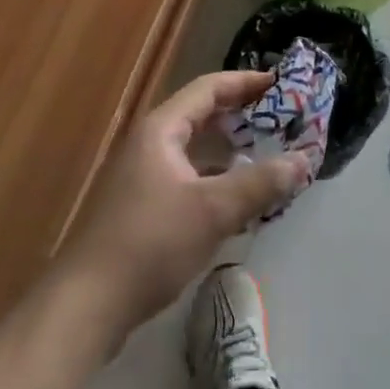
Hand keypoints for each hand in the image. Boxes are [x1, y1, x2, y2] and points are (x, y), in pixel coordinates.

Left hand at [56, 70, 309, 342]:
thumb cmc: (150, 244)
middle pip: (201, 116)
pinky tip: (237, 200)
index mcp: (161, 130)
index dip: (245, 82)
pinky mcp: (141, 209)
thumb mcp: (213, 211)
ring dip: (229, 150)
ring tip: (267, 155)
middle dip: (241, 115)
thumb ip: (260, 183)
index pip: (208, 89)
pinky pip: (187, 178)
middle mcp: (149, 145)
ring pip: (194, 150)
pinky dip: (215, 179)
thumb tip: (303, 160)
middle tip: (280, 119)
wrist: (86, 306)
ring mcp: (141, 178)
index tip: (280, 84)